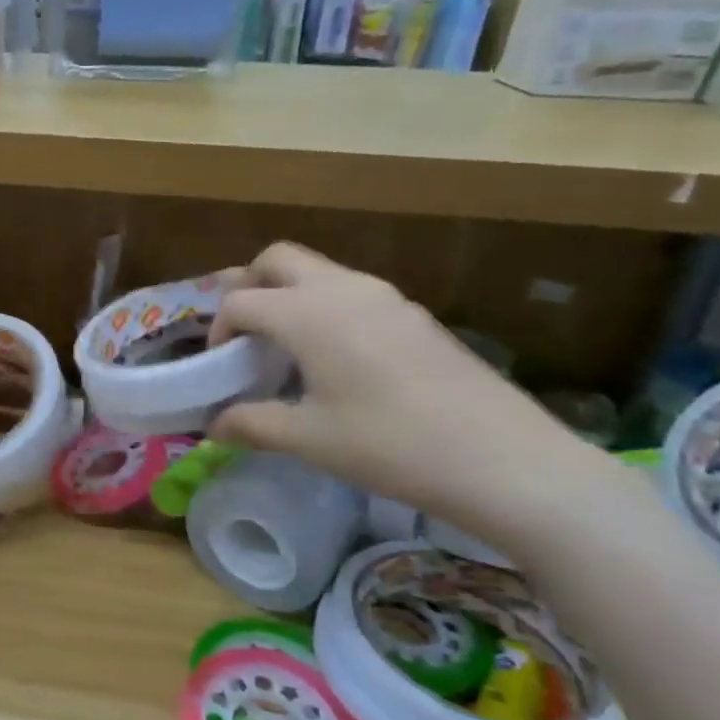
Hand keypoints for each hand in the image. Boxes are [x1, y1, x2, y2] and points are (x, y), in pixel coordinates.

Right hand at [207, 244, 615, 543]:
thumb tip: (214, 426)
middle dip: (250, 286)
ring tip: (287, 349)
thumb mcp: (310, 440)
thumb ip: (253, 424)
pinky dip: (325, 308)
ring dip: (289, 295)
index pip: (241, 302)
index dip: (219, 330)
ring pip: (319, 271)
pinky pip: (352, 292)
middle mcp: (344, 289)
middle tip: (246, 335)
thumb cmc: (391, 446)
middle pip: (278, 259)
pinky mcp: (415, 315)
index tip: (220, 367)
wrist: (505, 460)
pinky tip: (337, 360)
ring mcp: (386, 297)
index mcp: (308, 314)